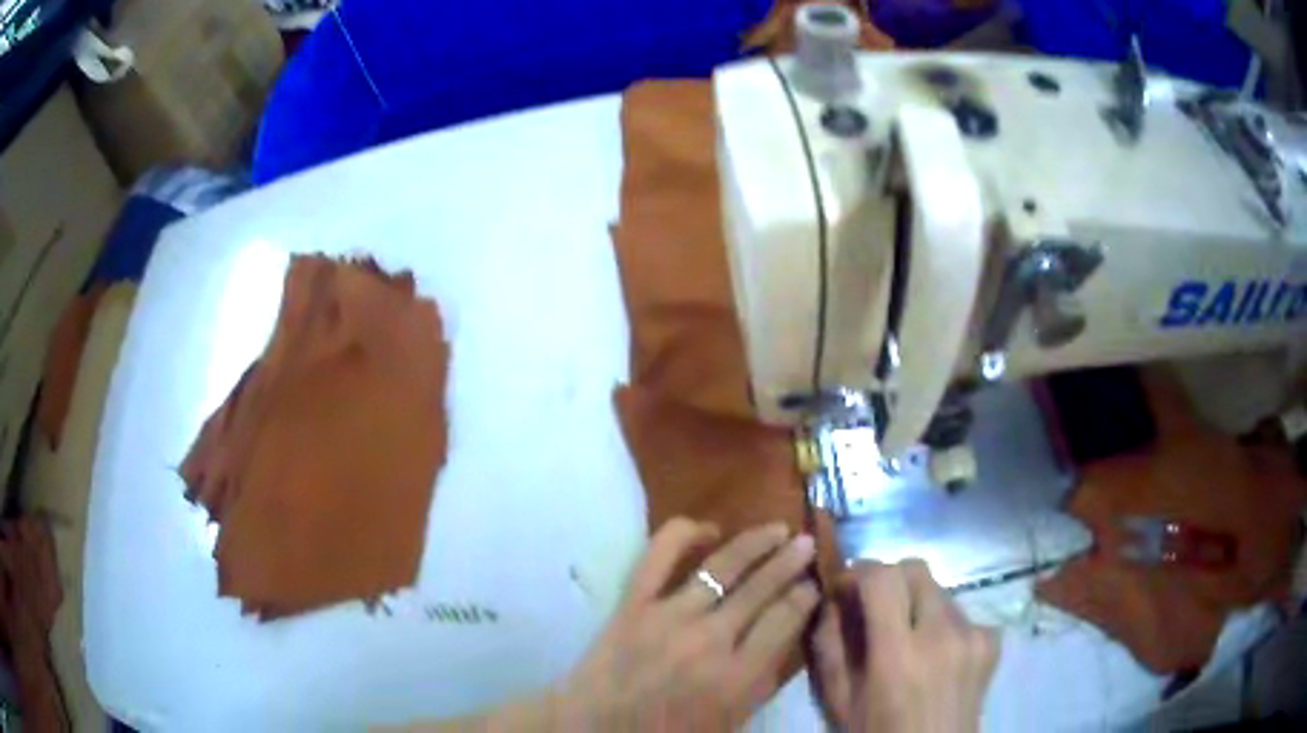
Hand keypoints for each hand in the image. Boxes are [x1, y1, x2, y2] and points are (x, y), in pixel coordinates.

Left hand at [559, 518, 819, 729]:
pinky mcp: (632, 602)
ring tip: (777, 528)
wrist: (596, 727)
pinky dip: (684, 533)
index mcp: (736, 676)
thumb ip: (762, 681)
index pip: (785, 620)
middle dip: (791, 561)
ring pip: (722, 566)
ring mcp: (668, 616)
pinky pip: (659, 555)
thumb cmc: (668, 731)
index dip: (805, 596)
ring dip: (755, 542)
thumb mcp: (731, 720)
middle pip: (761, 587)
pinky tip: (708, 529)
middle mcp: (709, 640)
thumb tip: (789, 636)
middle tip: (806, 543)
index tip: (814, 583)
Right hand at [812, 560, 997, 732]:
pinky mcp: (992, 642)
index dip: (859, 572)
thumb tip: (831, 600)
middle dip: (889, 579)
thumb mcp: (839, 700)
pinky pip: (962, 613)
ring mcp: (974, 636)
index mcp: (898, 655)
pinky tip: (934, 654)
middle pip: (916, 570)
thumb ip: (829, 647)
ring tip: (905, 638)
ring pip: (940, 590)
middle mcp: (943, 635)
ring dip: (916, 603)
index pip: (883, 578)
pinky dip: (942, 623)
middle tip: (872, 607)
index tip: (845, 588)